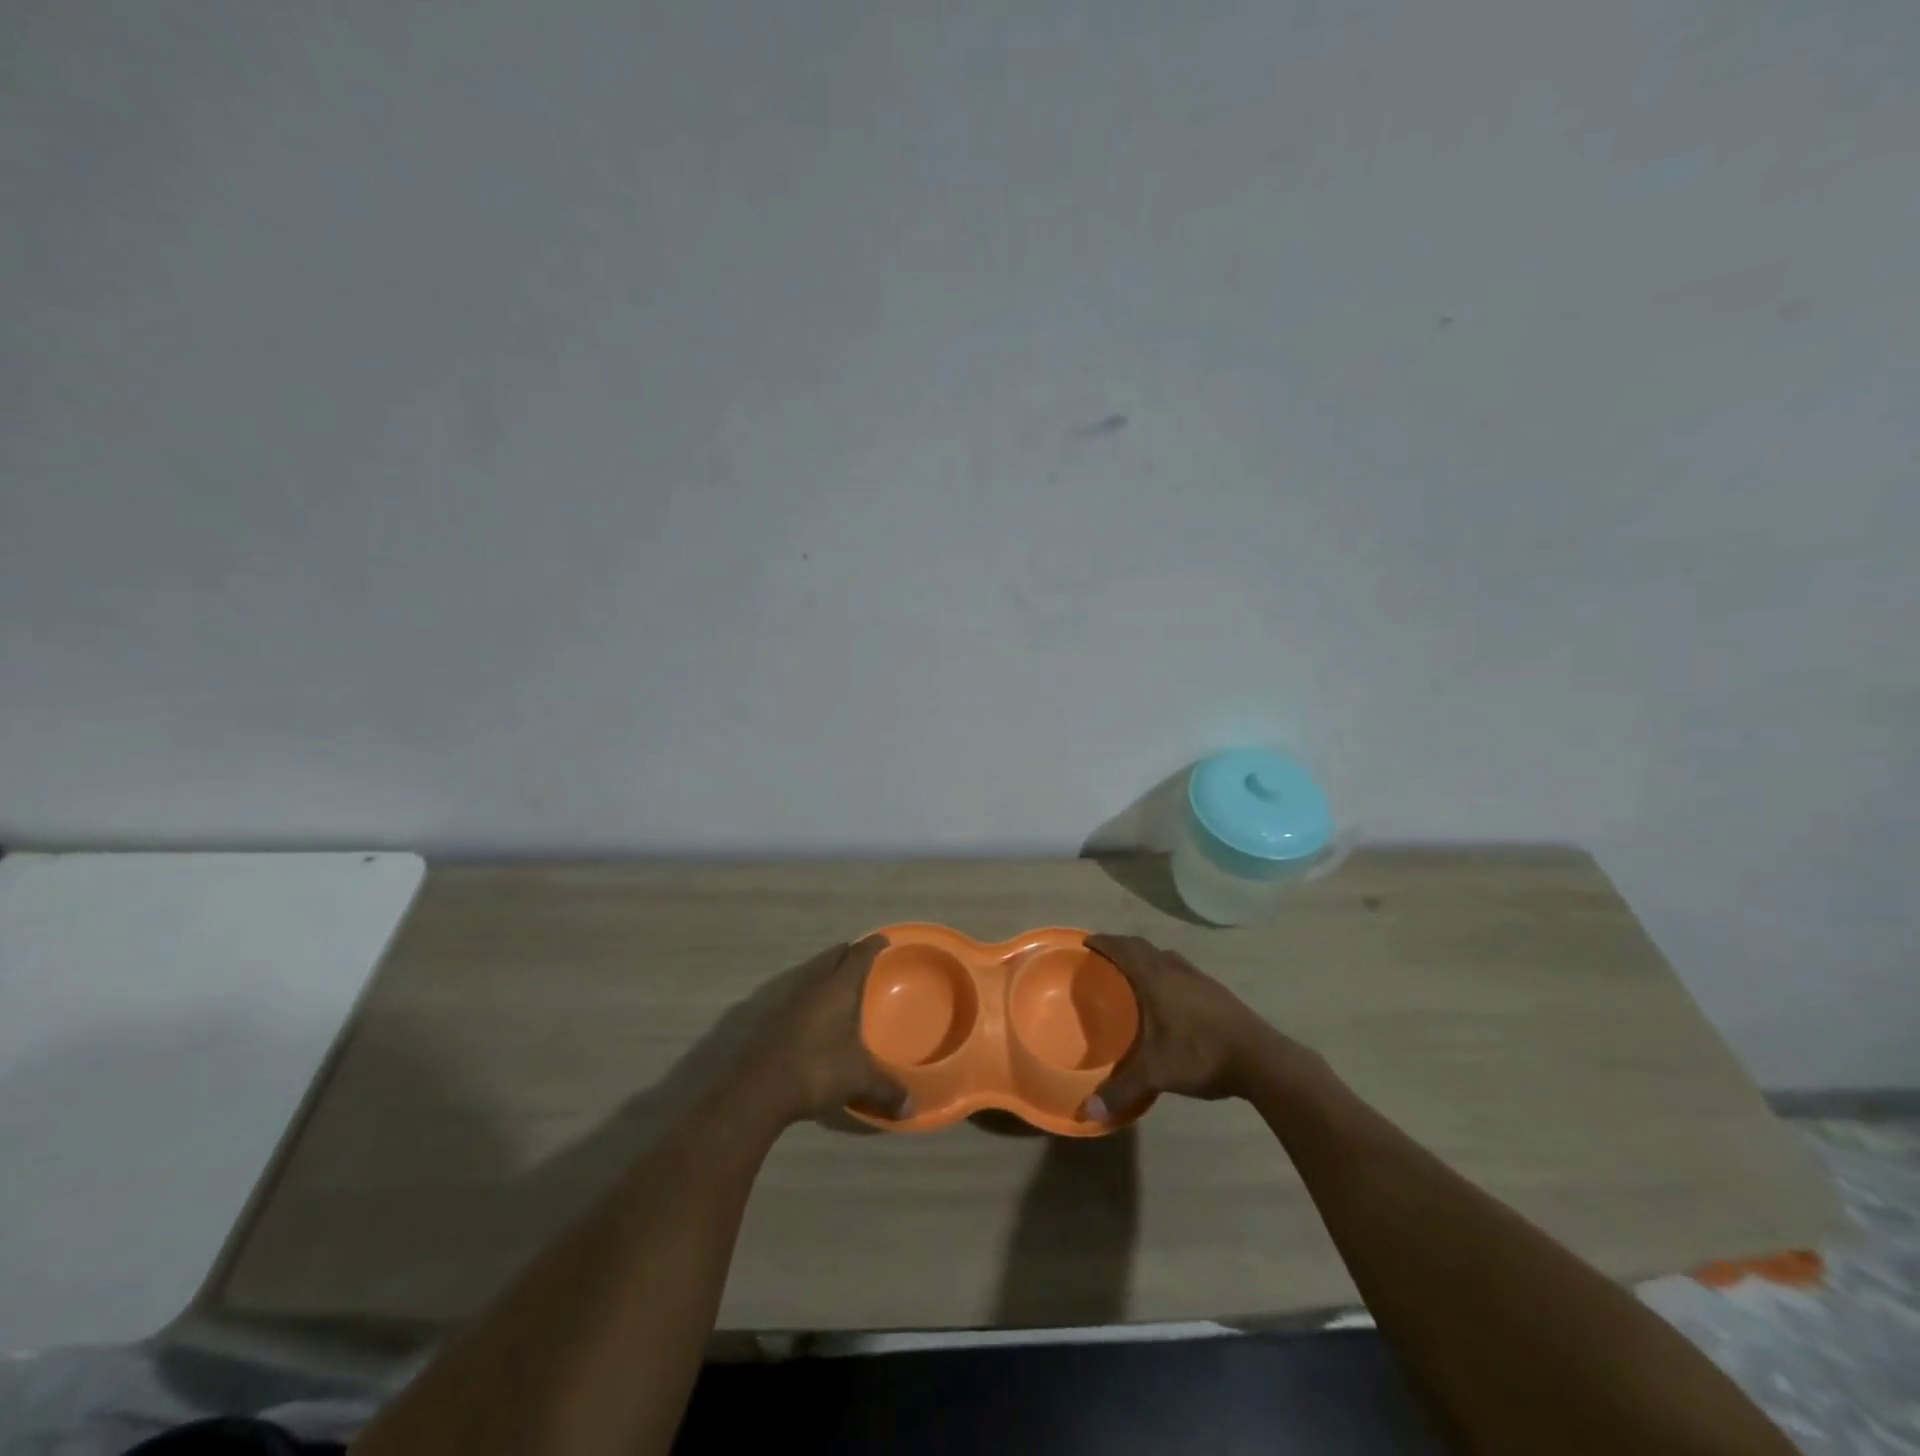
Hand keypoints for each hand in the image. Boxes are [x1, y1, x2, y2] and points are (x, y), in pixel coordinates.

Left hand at [747, 936, 908, 1125]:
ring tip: (842, 982)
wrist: (760, 1088)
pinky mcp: (774, 1017)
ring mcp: (790, 999)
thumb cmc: (818, 1069)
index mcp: (839, 987)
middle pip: (834, 956)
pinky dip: (813, 993)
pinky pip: (800, 992)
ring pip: (814, 973)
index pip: (859, 954)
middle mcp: (814, 984)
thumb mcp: (859, 1079)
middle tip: (864, 957)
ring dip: (828, 972)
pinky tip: (817, 1012)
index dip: (873, 945)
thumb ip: (887, 1089)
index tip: (884, 940)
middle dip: (849, 953)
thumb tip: (911, 1108)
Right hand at [1081, 934, 1272, 1122]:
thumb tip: (1088, 1111)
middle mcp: (1175, 969)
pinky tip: (1167, 996)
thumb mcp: (1156, 1073)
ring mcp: (1199, 978)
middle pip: (1143, 947)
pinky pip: (1180, 969)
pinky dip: (1165, 971)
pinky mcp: (1215, 990)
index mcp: (1156, 978)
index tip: (1087, 942)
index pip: (1124, 949)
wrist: (1261, 1059)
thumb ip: (1121, 1090)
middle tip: (1104, 957)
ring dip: (1146, 958)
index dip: (1104, 942)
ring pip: (1164, 957)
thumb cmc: (1200, 1054)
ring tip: (1133, 974)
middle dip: (1121, 947)